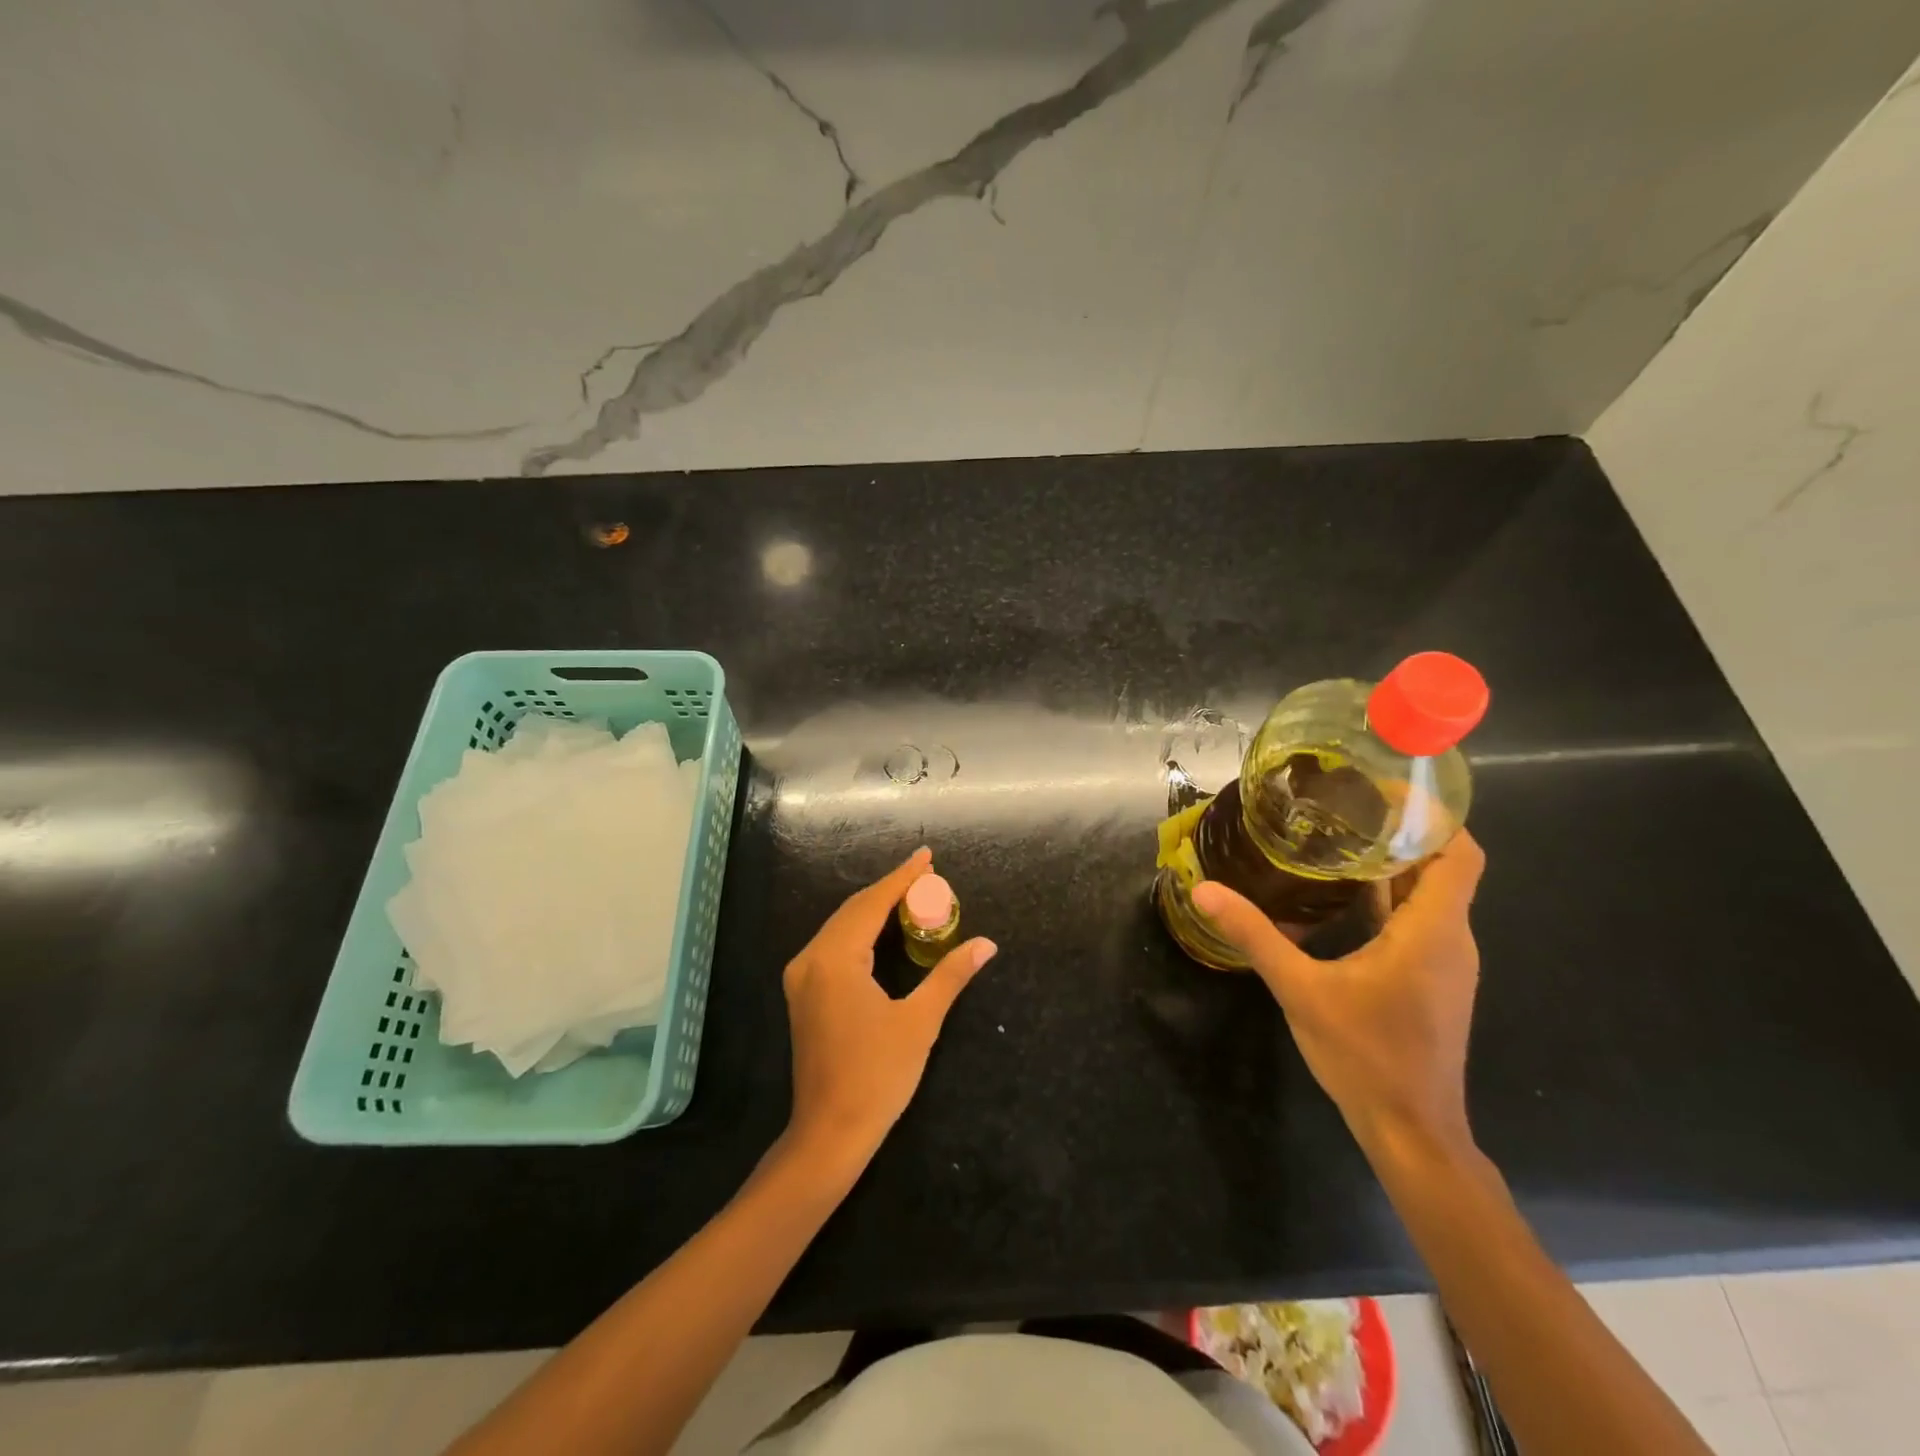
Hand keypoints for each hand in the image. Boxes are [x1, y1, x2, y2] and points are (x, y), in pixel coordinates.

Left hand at [782, 848, 997, 1170]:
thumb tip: (986, 944)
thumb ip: (951, 976)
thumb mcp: (920, 1022)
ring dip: (875, 908)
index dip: (902, 877)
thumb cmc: (877, 1077)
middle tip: (926, 875)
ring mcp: (802, 977)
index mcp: (835, 959)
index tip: (926, 856)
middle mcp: (811, 959)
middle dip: (890, 889)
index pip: (872, 904)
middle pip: (853, 909)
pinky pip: (834, 945)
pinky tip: (883, 929)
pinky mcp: (803, 993)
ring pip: (841, 926)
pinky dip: (860, 930)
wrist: (829, 1133)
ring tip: (911, 894)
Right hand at [1191, 830, 1485, 1153]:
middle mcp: (1451, 938)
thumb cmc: (1366, 1055)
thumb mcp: (1300, 989)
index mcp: (1433, 931)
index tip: (1385, 788)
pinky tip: (1347, 893)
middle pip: (1443, 865)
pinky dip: (1393, 896)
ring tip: (1342, 835)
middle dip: (1403, 830)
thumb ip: (1254, 935)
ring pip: (1432, 894)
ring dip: (1396, 863)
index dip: (1433, 815)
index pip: (1460, 853)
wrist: (1412, 1131)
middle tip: (1347, 802)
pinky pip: (1421, 920)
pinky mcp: (1433, 980)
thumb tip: (1205, 890)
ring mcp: (1446, 962)